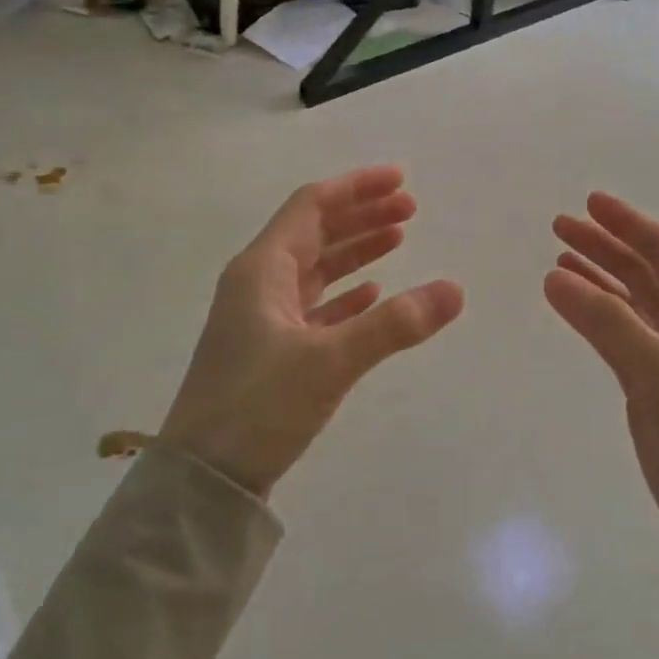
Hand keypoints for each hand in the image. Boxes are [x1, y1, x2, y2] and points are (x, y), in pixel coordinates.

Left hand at [160, 165, 463, 497]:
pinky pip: (314, 305)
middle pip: (316, 232)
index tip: (401, 180)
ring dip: (356, 251)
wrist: (203, 479)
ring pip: (316, 268)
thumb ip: (394, 324)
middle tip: (411, 208)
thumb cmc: (258, 407)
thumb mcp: (330, 361)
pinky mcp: (271, 350)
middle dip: (362, 215)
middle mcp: (259, 284)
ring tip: (400, 239)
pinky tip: (372, 294)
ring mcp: (262, 318)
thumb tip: (455, 290)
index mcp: (262, 270)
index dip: (356, 188)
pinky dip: (345, 294)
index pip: (312, 206)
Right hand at [546, 192, 658, 615]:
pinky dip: (594, 318)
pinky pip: (619, 338)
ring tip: (556, 261)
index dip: (627, 224)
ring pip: (629, 306)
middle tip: (558, 227)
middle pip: (643, 274)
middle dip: (603, 248)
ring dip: (596, 280)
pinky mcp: (652, 391)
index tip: (587, 202)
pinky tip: (572, 307)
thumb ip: (608, 324)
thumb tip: (553, 275)